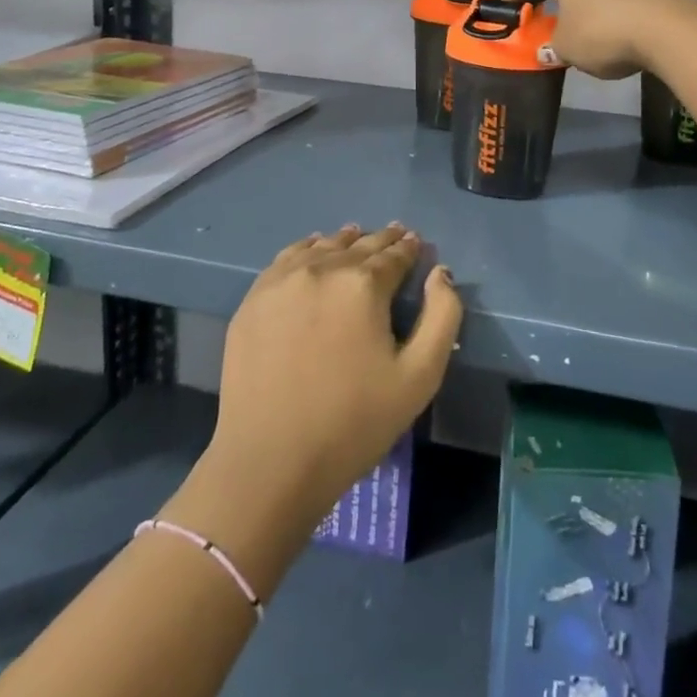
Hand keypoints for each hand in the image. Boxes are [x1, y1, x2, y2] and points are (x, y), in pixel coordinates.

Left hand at [202, 225, 460, 524]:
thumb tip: (440, 273)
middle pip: (359, 245)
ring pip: (321, 247)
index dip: (409, 248)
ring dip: (344, 241)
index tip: (416, 243)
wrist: (270, 462)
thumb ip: (442, 316)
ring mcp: (281, 282)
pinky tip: (313, 250)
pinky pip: (286, 259)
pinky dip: (307, 249)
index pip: (394, 255)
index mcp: (363, 284)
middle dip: (382, 240)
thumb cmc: (354, 423)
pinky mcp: (253, 300)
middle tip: (396, 234)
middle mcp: (322, 269)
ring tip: (356, 236)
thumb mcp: (420, 376)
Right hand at [499, 0, 678, 79]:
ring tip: (579, 51)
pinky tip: (611, 53)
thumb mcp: (567, 48)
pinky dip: (605, 28)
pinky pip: (613, 11)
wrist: (668, 31)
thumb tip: (548, 51)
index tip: (512, 5)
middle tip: (545, 33)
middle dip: (551, 5)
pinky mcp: (644, 2)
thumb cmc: (603, 31)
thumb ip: (552, 48)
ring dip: (579, 20)